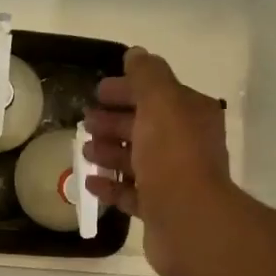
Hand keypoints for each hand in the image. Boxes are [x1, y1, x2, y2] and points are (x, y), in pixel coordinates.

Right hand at [83, 48, 237, 275]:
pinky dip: (111, 186)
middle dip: (115, 121)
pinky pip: (132, 193)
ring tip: (85, 151)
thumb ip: (147, 75)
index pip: (157, 93)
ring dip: (110, 152)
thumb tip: (137, 54)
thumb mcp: (160, 102)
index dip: (127, 89)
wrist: (189, 221)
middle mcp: (186, 144)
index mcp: (190, 114)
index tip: (98, 92)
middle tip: (86, 122)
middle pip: (145, 126)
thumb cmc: (173, 155)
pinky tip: (90, 182)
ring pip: (137, 159)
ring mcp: (174, 179)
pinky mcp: (161, 209)